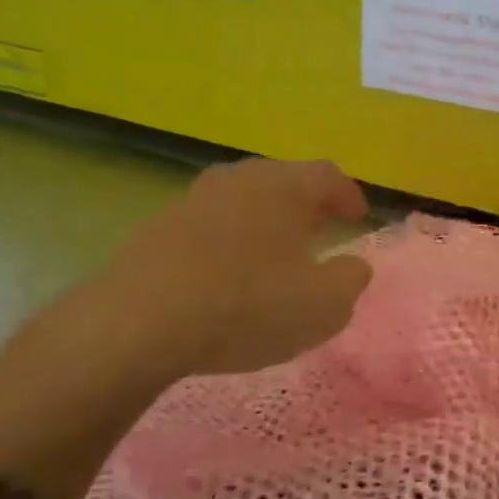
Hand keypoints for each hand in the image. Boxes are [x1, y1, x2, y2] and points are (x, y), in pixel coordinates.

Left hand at [80, 158, 372, 381]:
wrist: (139, 323)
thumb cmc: (247, 305)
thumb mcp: (323, 304)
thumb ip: (350, 280)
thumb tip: (353, 265)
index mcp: (284, 186)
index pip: (328, 175)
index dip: (348, 194)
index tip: (359, 216)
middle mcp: (239, 179)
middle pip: (283, 179)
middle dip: (307, 202)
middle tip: (321, 227)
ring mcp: (193, 200)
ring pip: (243, 199)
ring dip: (266, 220)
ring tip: (276, 250)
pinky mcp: (158, 228)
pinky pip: (210, 225)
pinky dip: (230, 240)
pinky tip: (229, 273)